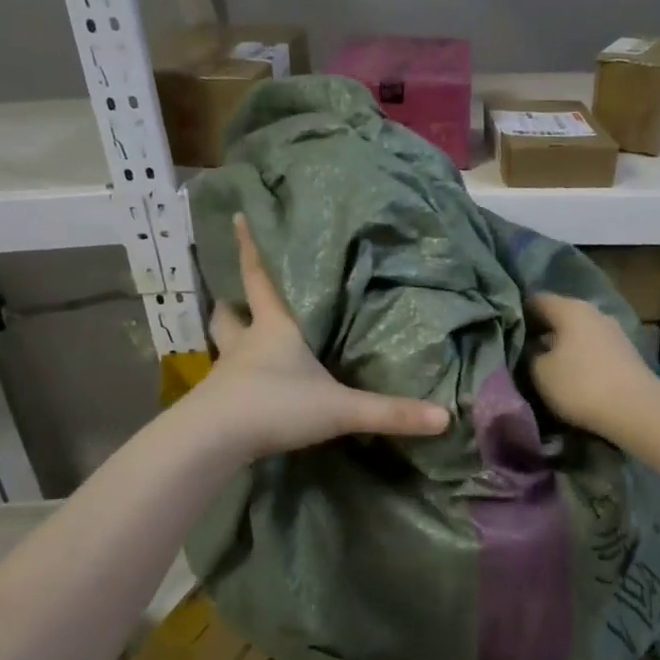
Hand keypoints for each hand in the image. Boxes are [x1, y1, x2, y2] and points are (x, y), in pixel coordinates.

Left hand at [192, 214, 449, 459]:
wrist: (214, 442)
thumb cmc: (276, 405)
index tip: (238, 217)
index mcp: (274, 328)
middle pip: (230, 314)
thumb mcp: (340, 408)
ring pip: (223, 346)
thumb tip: (445, 416)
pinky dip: (234, 377)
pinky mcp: (218, 403)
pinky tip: (246, 387)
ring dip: (229, 337)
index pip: (260, 278)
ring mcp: (227, 374)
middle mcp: (245, 345)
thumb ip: (390, 412)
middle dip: (232, 301)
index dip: (251, 248)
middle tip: (236, 294)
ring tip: (239, 334)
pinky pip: (226, 381)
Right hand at [526, 292, 659, 440]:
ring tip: (546, 366)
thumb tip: (530, 347)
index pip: (535, 300)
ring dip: (561, 345)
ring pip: (577, 332)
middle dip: (540, 331)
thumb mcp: (540, 372)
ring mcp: (613, 330)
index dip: (518, 314)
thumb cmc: (581, 385)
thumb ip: (529, 354)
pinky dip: (580, 356)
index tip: (505, 333)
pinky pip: (593, 347)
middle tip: (522, 352)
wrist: (637, 409)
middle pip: (558, 315)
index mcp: (569, 308)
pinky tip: (573, 374)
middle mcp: (593, 311)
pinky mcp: (625, 352)